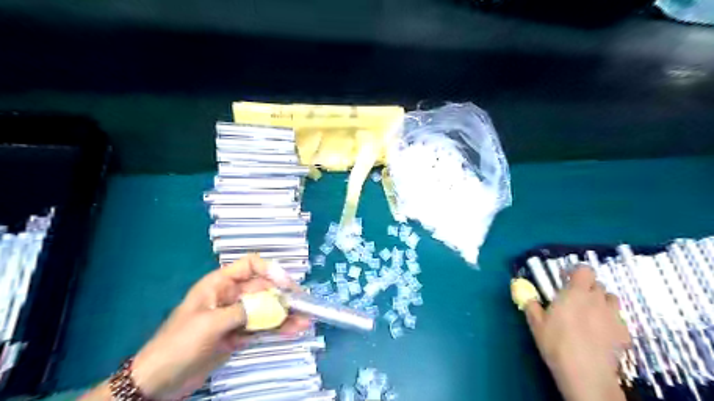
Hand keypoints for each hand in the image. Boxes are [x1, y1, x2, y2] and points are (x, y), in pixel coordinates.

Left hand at [130, 255, 309, 398]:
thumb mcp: (210, 324)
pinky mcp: (239, 334)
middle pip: (264, 289)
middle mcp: (231, 296)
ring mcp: (237, 316)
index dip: (270, 270)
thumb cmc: (178, 344)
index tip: (286, 284)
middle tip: (304, 306)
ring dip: (286, 314)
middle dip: (284, 296)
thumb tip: (275, 305)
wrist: (158, 382)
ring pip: (267, 309)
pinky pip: (263, 327)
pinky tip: (294, 330)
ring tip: (306, 321)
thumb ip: (244, 311)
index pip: (250, 265)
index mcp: (220, 284)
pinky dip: (278, 328)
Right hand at [523, 266, 628, 400]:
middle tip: (574, 300)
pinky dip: (610, 321)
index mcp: (576, 293)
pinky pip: (618, 320)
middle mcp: (597, 300)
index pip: (585, 270)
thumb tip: (523, 292)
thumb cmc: (556, 343)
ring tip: (590, 314)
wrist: (586, 374)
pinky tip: (600, 334)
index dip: (576, 273)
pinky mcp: (625, 334)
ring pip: (611, 300)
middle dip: (587, 288)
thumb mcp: (536, 323)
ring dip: (601, 302)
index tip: (566, 280)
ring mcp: (614, 317)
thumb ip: (531, 304)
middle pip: (597, 284)